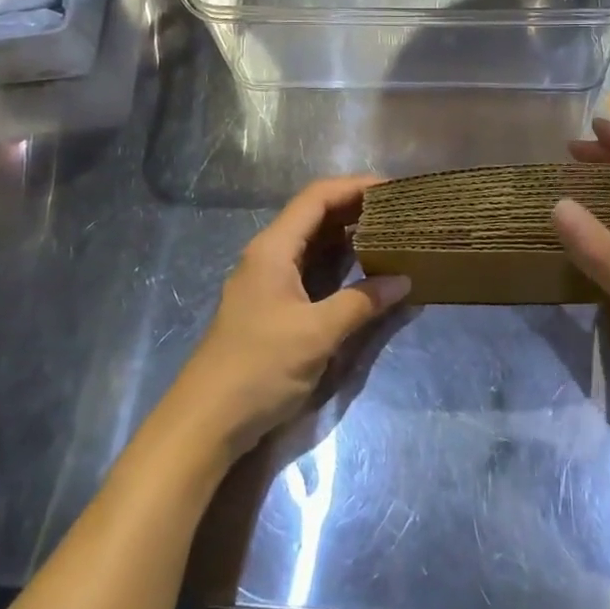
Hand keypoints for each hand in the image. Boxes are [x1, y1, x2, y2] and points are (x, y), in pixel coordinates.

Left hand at [170, 175, 410, 459]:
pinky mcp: (270, 304)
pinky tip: (360, 268)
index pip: (317, 197)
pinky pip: (308, 267)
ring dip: (346, 234)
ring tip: (387, 232)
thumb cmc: (259, 368)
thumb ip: (361, 302)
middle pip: (314, 214)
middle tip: (397, 209)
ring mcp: (267, 279)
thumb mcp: (317, 334)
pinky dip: (336, 261)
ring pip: (311, 242)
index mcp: (273, 247)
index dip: (355, 186)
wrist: (205, 422)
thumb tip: (404, 280)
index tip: (393, 188)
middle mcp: (268, 254)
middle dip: (354, 207)